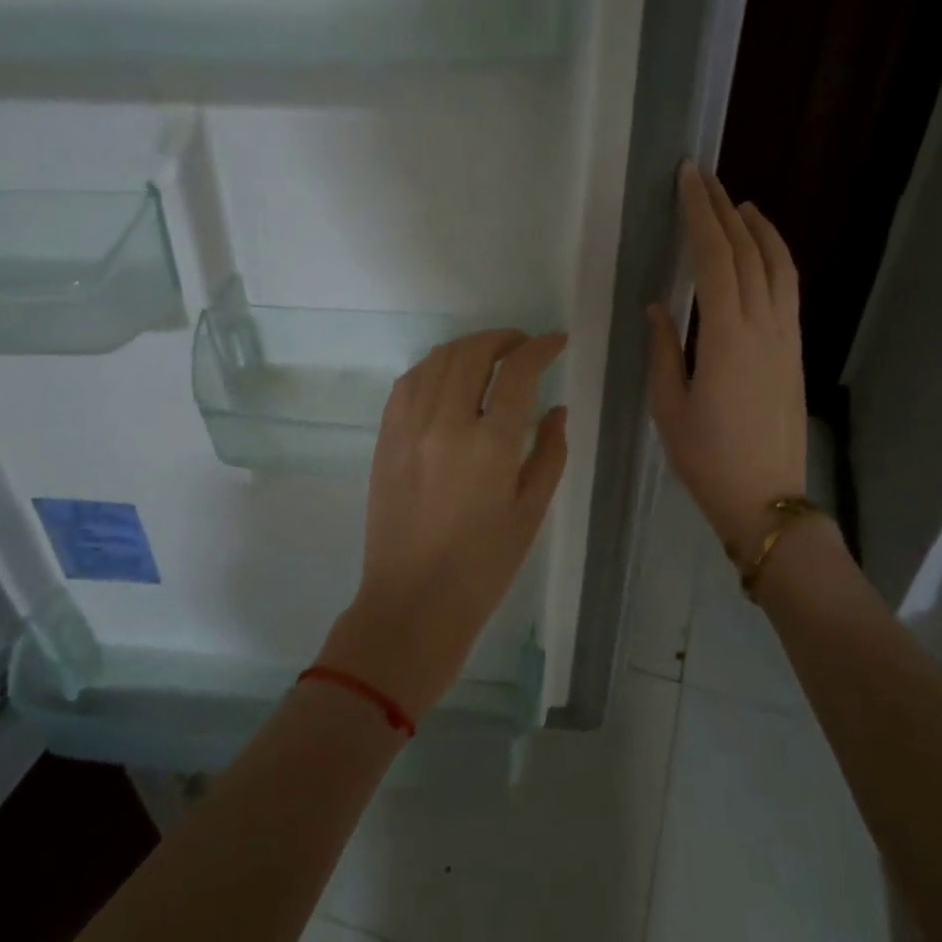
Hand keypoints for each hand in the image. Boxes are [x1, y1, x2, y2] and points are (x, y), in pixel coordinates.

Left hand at [315, 330, 569, 720]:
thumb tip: (556, 409)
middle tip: (522, 345)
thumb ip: (550, 452)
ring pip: (436, 360)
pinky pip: (407, 383)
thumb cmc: (483, 566)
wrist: (413, 602)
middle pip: (472, 353)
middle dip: (502, 339)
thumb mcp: (531, 511)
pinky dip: (433, 368)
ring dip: (467, 348)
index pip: (518, 371)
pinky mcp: (385, 438)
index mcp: (490, 444)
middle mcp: (445, 423)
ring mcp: (408, 427)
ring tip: (487, 357)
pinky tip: (447, 378)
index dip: (540, 347)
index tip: (555, 342)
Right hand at [647, 162, 809, 565]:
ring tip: (739, 203)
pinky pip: (788, 290)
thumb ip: (665, 350)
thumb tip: (659, 307)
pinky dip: (776, 258)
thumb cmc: (706, 458)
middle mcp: (763, 326)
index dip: (700, 214)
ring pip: (778, 266)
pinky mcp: (795, 352)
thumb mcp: (669, 406)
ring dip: (758, 229)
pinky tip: (762, 252)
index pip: (715, 258)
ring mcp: (786, 338)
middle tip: (703, 177)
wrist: (766, 498)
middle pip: (747, 252)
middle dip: (724, 209)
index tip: (687, 179)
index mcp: (726, 337)